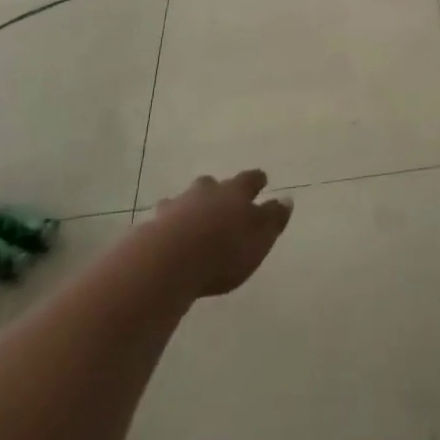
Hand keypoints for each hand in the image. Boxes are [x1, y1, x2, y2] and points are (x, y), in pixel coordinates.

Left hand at [146, 171, 292, 297]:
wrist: (169, 261)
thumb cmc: (224, 251)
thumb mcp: (260, 238)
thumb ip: (274, 218)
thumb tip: (286, 199)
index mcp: (235, 193)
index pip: (250, 179)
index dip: (257, 180)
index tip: (262, 180)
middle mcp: (206, 192)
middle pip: (214, 185)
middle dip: (219, 191)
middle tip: (223, 201)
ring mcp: (177, 206)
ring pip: (186, 200)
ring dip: (191, 207)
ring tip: (193, 222)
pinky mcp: (153, 225)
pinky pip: (164, 220)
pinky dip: (169, 226)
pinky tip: (169, 239)